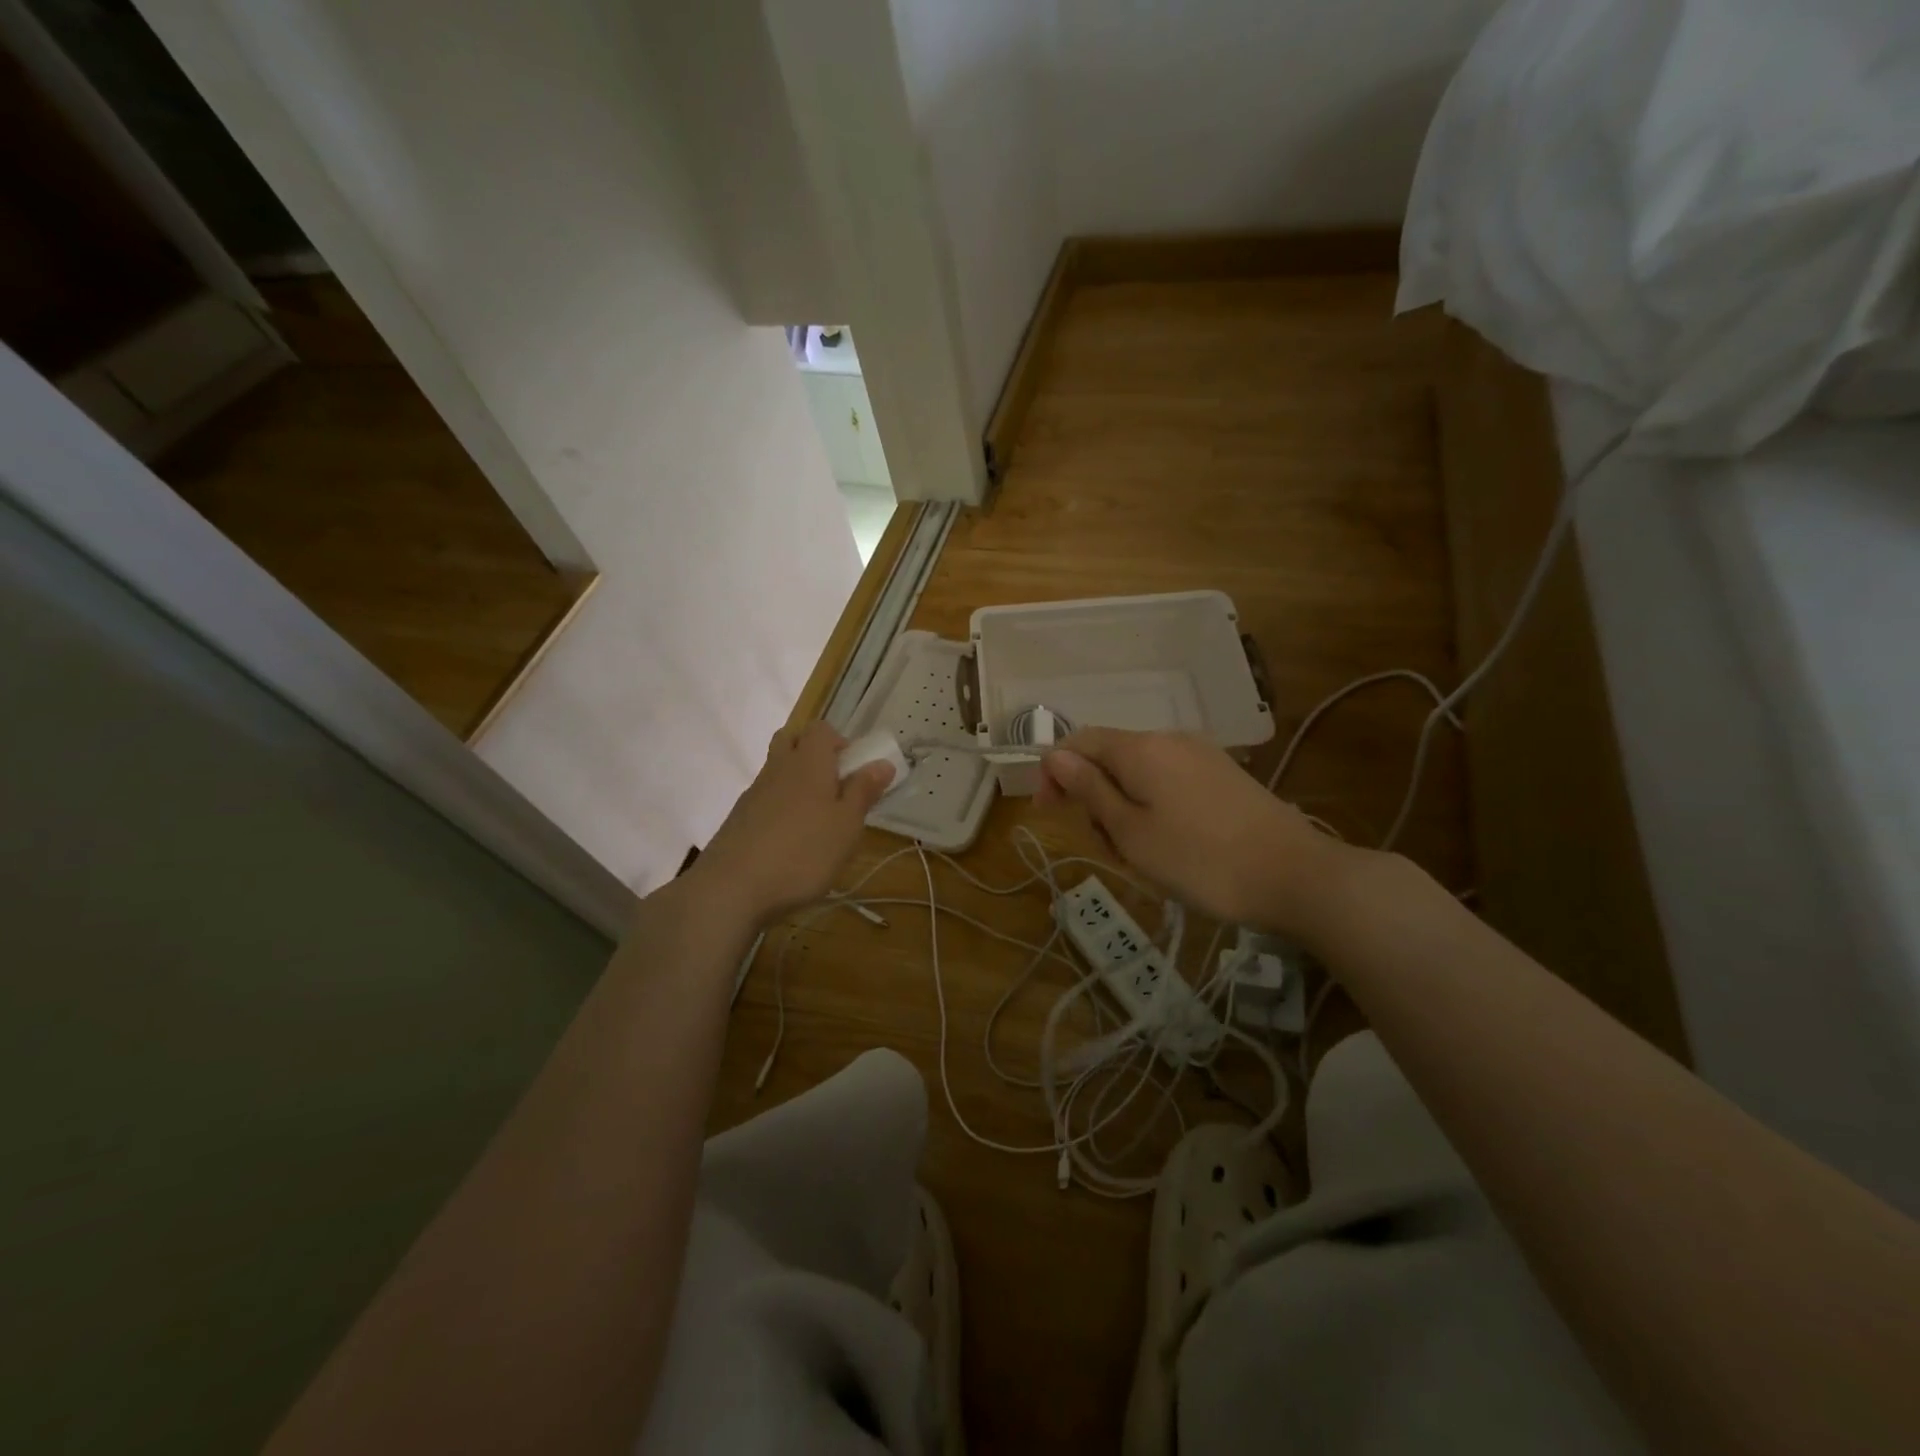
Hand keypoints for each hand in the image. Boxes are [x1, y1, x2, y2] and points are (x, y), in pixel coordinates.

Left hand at [687, 722, 894, 925]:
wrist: (731, 889)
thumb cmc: (803, 853)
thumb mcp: (846, 826)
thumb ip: (863, 791)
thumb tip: (882, 762)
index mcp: (808, 763)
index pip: (821, 729)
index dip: (839, 742)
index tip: (854, 770)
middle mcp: (778, 769)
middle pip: (792, 740)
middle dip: (813, 753)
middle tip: (835, 787)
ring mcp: (753, 793)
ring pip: (777, 770)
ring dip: (797, 782)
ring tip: (817, 820)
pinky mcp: (739, 819)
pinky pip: (764, 798)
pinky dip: (780, 808)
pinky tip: (790, 841)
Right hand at [1038, 728, 1359, 936]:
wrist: (1294, 875)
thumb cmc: (1199, 860)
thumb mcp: (1130, 831)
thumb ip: (1089, 789)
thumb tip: (1055, 755)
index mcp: (1141, 748)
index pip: (1080, 741)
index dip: (1055, 772)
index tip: (1047, 812)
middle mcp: (1170, 739)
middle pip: (1110, 758)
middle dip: (1094, 798)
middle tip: (1107, 848)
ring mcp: (1202, 755)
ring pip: (1140, 774)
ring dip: (1124, 809)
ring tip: (1141, 857)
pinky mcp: (1223, 776)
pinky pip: (1170, 782)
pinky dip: (1154, 809)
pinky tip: (1171, 846)